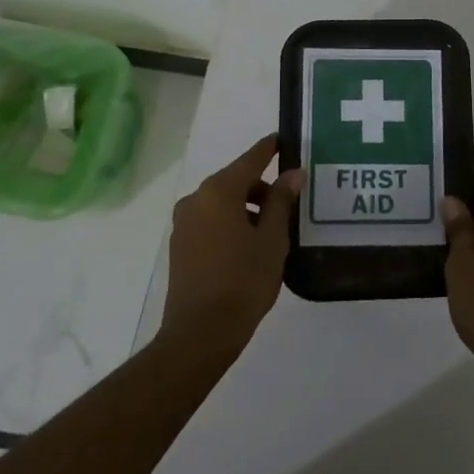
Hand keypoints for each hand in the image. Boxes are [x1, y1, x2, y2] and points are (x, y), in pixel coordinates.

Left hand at [159, 134, 300, 365]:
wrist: (200, 333)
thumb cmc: (243, 281)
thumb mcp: (272, 239)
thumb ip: (281, 201)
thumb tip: (293, 173)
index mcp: (219, 192)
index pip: (251, 159)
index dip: (270, 149)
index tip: (285, 140)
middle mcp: (196, 199)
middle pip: (235, 181)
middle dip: (262, 187)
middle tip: (290, 201)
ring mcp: (184, 223)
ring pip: (222, 202)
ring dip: (247, 207)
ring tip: (273, 229)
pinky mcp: (180, 245)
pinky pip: (211, 220)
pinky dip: (231, 222)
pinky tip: (250, 245)